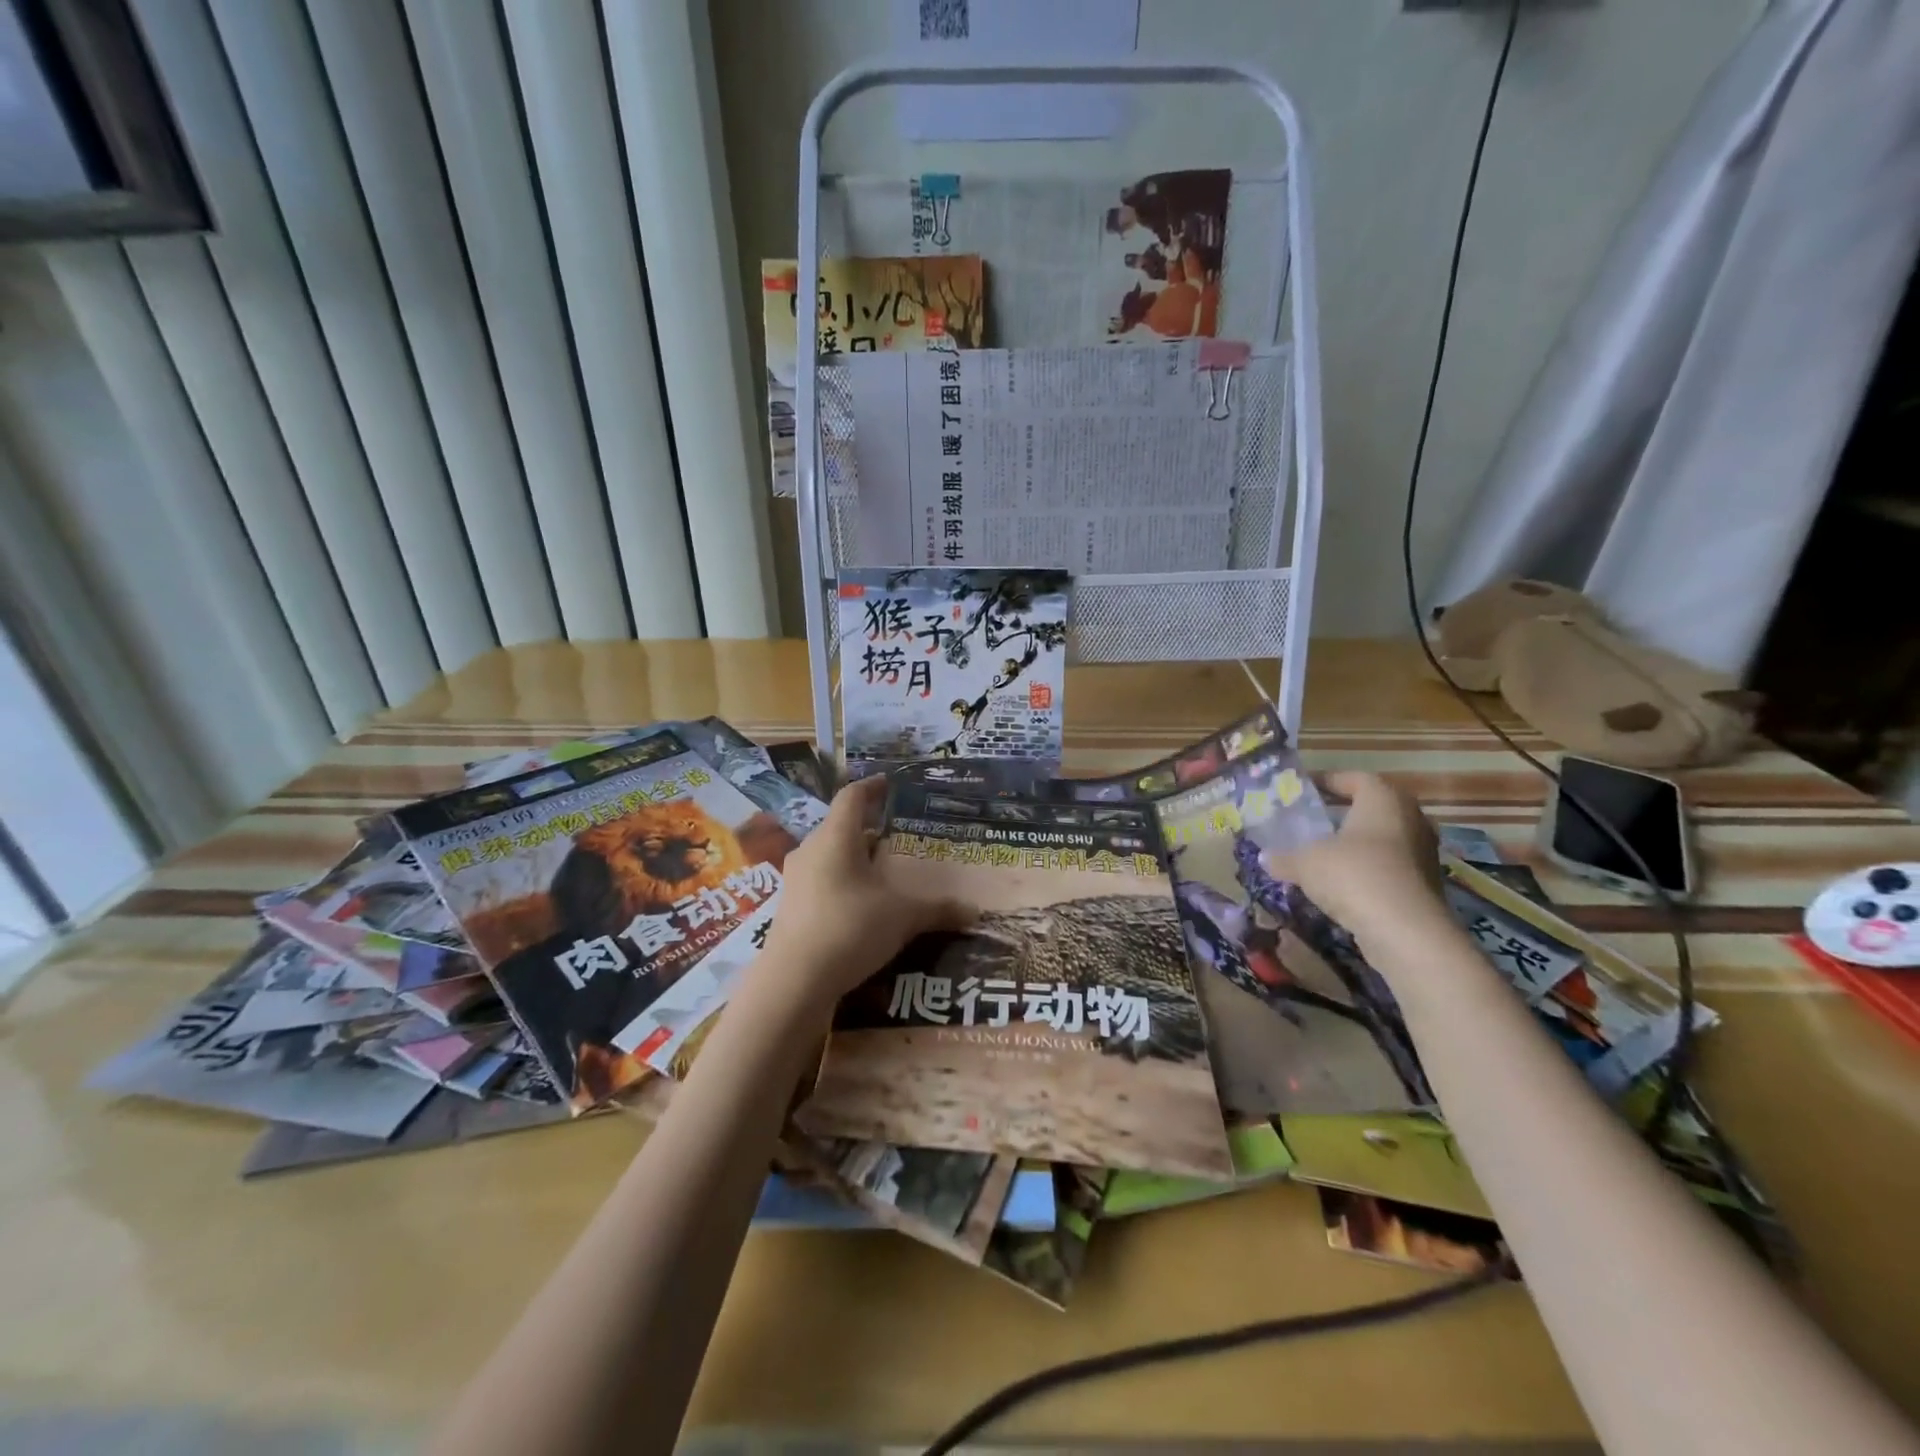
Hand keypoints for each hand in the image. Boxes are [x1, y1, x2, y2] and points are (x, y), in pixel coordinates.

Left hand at [756, 776, 974, 1015]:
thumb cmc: (849, 929)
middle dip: (868, 830)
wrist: (792, 982)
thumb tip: (974, 911)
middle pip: (840, 828)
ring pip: (829, 856)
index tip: (888, 784)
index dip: (871, 787)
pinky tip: (860, 906)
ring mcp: (795, 880)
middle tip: (896, 837)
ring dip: (854, 859)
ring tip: (882, 873)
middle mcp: (810, 851)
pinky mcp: (789, 908)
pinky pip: (820, 881)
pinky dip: (842, 883)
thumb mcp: (902, 917)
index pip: (852, 797)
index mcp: (836, 838)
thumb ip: (938, 910)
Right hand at [1265, 772, 1448, 954]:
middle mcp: (1410, 819)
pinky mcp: (1424, 885)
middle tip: (1311, 822)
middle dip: (1341, 814)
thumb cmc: (1354, 875)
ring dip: (1354, 845)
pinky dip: (1365, 870)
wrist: (1406, 932)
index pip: (1355, 778)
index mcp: (1383, 799)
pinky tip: (1340, 885)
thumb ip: (1283, 857)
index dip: (1327, 781)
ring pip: (1382, 839)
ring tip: (1321, 855)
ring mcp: (1422, 853)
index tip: (1303, 790)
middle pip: (1372, 808)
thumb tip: (1265, 857)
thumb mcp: (1305, 863)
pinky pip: (1389, 867)